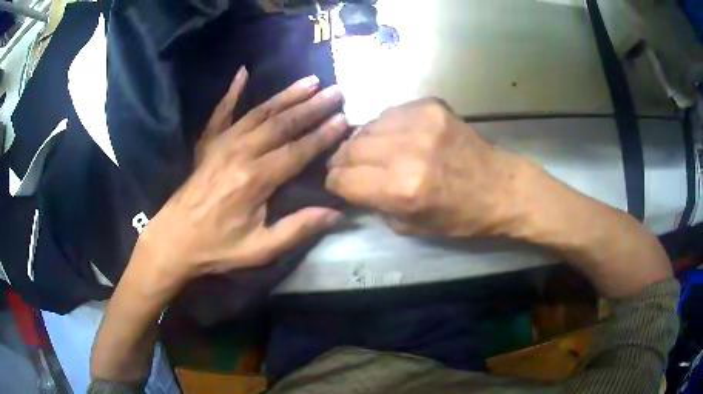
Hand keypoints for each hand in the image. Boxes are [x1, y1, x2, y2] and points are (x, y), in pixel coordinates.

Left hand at [137, 67, 347, 285]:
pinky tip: (242, 72)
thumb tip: (338, 214)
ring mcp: (221, 143)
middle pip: (282, 124)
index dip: (323, 135)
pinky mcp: (207, 142)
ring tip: (310, 80)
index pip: (298, 151)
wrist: (174, 239)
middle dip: (313, 107)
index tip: (344, 118)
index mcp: (255, 179)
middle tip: (336, 91)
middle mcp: (240, 152)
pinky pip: (222, 111)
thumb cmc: (217, 247)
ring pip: (260, 112)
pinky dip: (232, 91)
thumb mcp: (260, 249)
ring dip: (286, 94)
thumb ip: (298, 229)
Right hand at [326, 98, 522, 236]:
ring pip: (367, 126)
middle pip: (351, 148)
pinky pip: (391, 113)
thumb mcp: (411, 225)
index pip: (344, 178)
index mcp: (402, 189)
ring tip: (371, 151)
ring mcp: (421, 123)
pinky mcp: (432, 106)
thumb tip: (352, 185)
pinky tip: (396, 137)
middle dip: (344, 161)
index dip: (334, 182)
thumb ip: (375, 204)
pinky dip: (386, 127)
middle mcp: (407, 151)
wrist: (501, 187)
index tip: (336, 183)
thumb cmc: (461, 216)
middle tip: (349, 167)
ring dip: (363, 141)